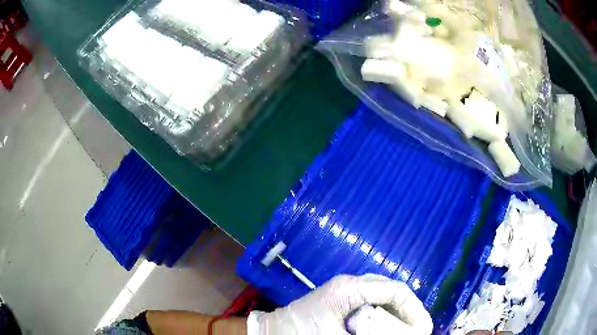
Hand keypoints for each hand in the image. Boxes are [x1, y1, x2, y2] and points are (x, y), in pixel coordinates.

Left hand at [248, 274, 432, 334]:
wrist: (271, 332)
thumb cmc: (301, 334)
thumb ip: (372, 332)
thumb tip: (404, 332)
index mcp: (351, 289)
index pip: (396, 290)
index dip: (414, 309)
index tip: (424, 328)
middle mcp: (351, 283)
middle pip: (392, 290)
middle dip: (408, 310)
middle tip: (416, 329)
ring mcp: (345, 289)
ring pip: (383, 295)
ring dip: (397, 312)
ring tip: (405, 328)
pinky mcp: (340, 298)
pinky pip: (372, 301)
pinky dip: (384, 313)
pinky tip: (386, 325)